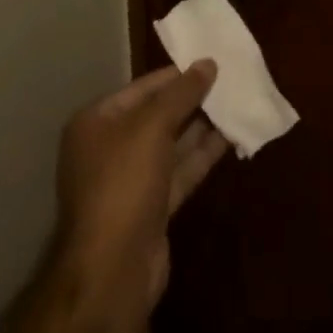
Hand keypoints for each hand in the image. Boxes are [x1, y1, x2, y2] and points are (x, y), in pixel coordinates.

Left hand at [48, 63, 227, 332]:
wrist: (113, 272)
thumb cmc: (123, 182)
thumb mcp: (152, 125)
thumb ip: (182, 92)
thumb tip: (208, 62)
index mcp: (97, 122)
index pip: (143, 88)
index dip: (177, 74)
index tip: (210, 60)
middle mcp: (110, 148)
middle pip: (157, 115)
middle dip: (191, 100)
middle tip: (228, 79)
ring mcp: (130, 181)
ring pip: (171, 144)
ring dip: (202, 126)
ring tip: (235, 102)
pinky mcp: (151, 209)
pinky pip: (180, 171)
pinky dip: (202, 155)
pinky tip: (230, 136)